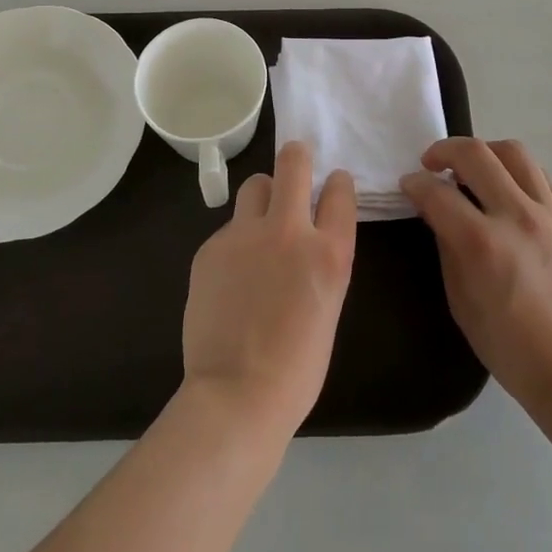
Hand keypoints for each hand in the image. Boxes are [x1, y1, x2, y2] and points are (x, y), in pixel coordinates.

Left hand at [181, 141, 357, 442]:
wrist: (237, 395)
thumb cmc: (297, 367)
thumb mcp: (329, 306)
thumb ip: (320, 261)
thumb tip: (307, 238)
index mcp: (330, 252)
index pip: (340, 190)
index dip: (337, 183)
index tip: (332, 186)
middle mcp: (289, 231)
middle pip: (293, 161)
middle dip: (297, 156)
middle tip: (296, 166)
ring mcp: (245, 235)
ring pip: (255, 185)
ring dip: (264, 196)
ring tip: (261, 224)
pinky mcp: (211, 247)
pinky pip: (229, 228)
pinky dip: (236, 240)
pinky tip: (232, 275)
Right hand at [401, 138, 551, 417]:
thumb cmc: (510, 347)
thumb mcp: (461, 302)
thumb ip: (447, 248)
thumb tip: (437, 213)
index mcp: (483, 244)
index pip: (438, 193)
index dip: (415, 184)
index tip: (408, 186)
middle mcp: (517, 217)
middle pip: (475, 154)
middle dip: (443, 151)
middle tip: (431, 164)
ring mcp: (550, 214)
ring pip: (513, 152)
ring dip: (484, 152)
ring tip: (472, 168)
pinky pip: (541, 175)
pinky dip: (516, 172)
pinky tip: (507, 189)